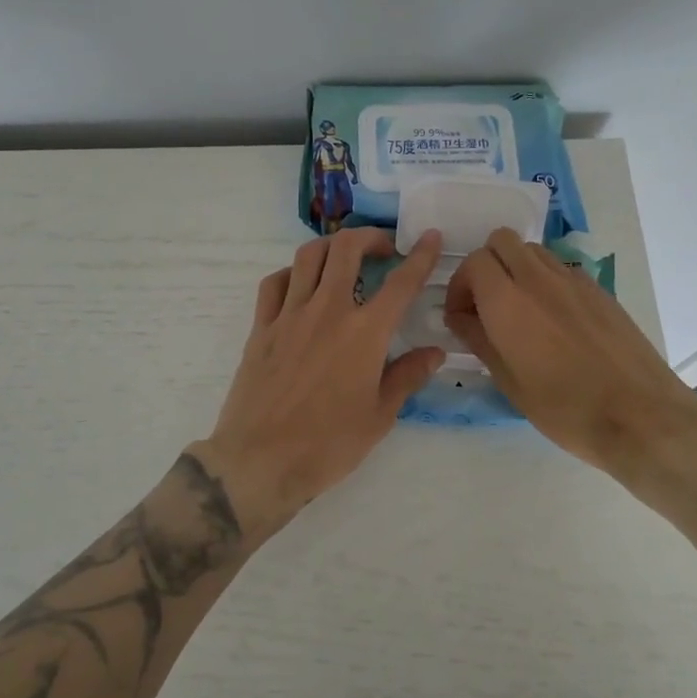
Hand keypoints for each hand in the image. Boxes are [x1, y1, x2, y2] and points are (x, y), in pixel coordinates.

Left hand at [194, 227, 444, 540]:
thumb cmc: (328, 445)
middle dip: (369, 237)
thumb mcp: (379, 416)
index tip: (430, 237)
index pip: (400, 283)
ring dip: (331, 246)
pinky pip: (274, 283)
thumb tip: (435, 352)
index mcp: (364, 333)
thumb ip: (407, 376)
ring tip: (343, 257)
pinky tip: (300, 285)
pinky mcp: (261, 327)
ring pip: (308, 256)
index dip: (420, 255)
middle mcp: (327, 311)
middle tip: (382, 248)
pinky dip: (291, 273)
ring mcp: (289, 315)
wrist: (261, 460)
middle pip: (346, 249)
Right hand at [443, 228, 696, 487]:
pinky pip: (560, 268)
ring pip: (532, 250)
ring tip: (519, 309)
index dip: (460, 285)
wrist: (640, 416)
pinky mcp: (599, 290)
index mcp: (508, 301)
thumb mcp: (508, 381)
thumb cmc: (565, 408)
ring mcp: (573, 280)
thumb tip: (460, 317)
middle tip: (486, 303)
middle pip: (501, 241)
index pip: (473, 262)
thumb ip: (478, 339)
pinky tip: (553, 319)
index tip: (462, 316)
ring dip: (515, 269)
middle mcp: (538, 279)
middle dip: (485, 265)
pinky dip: (545, 280)